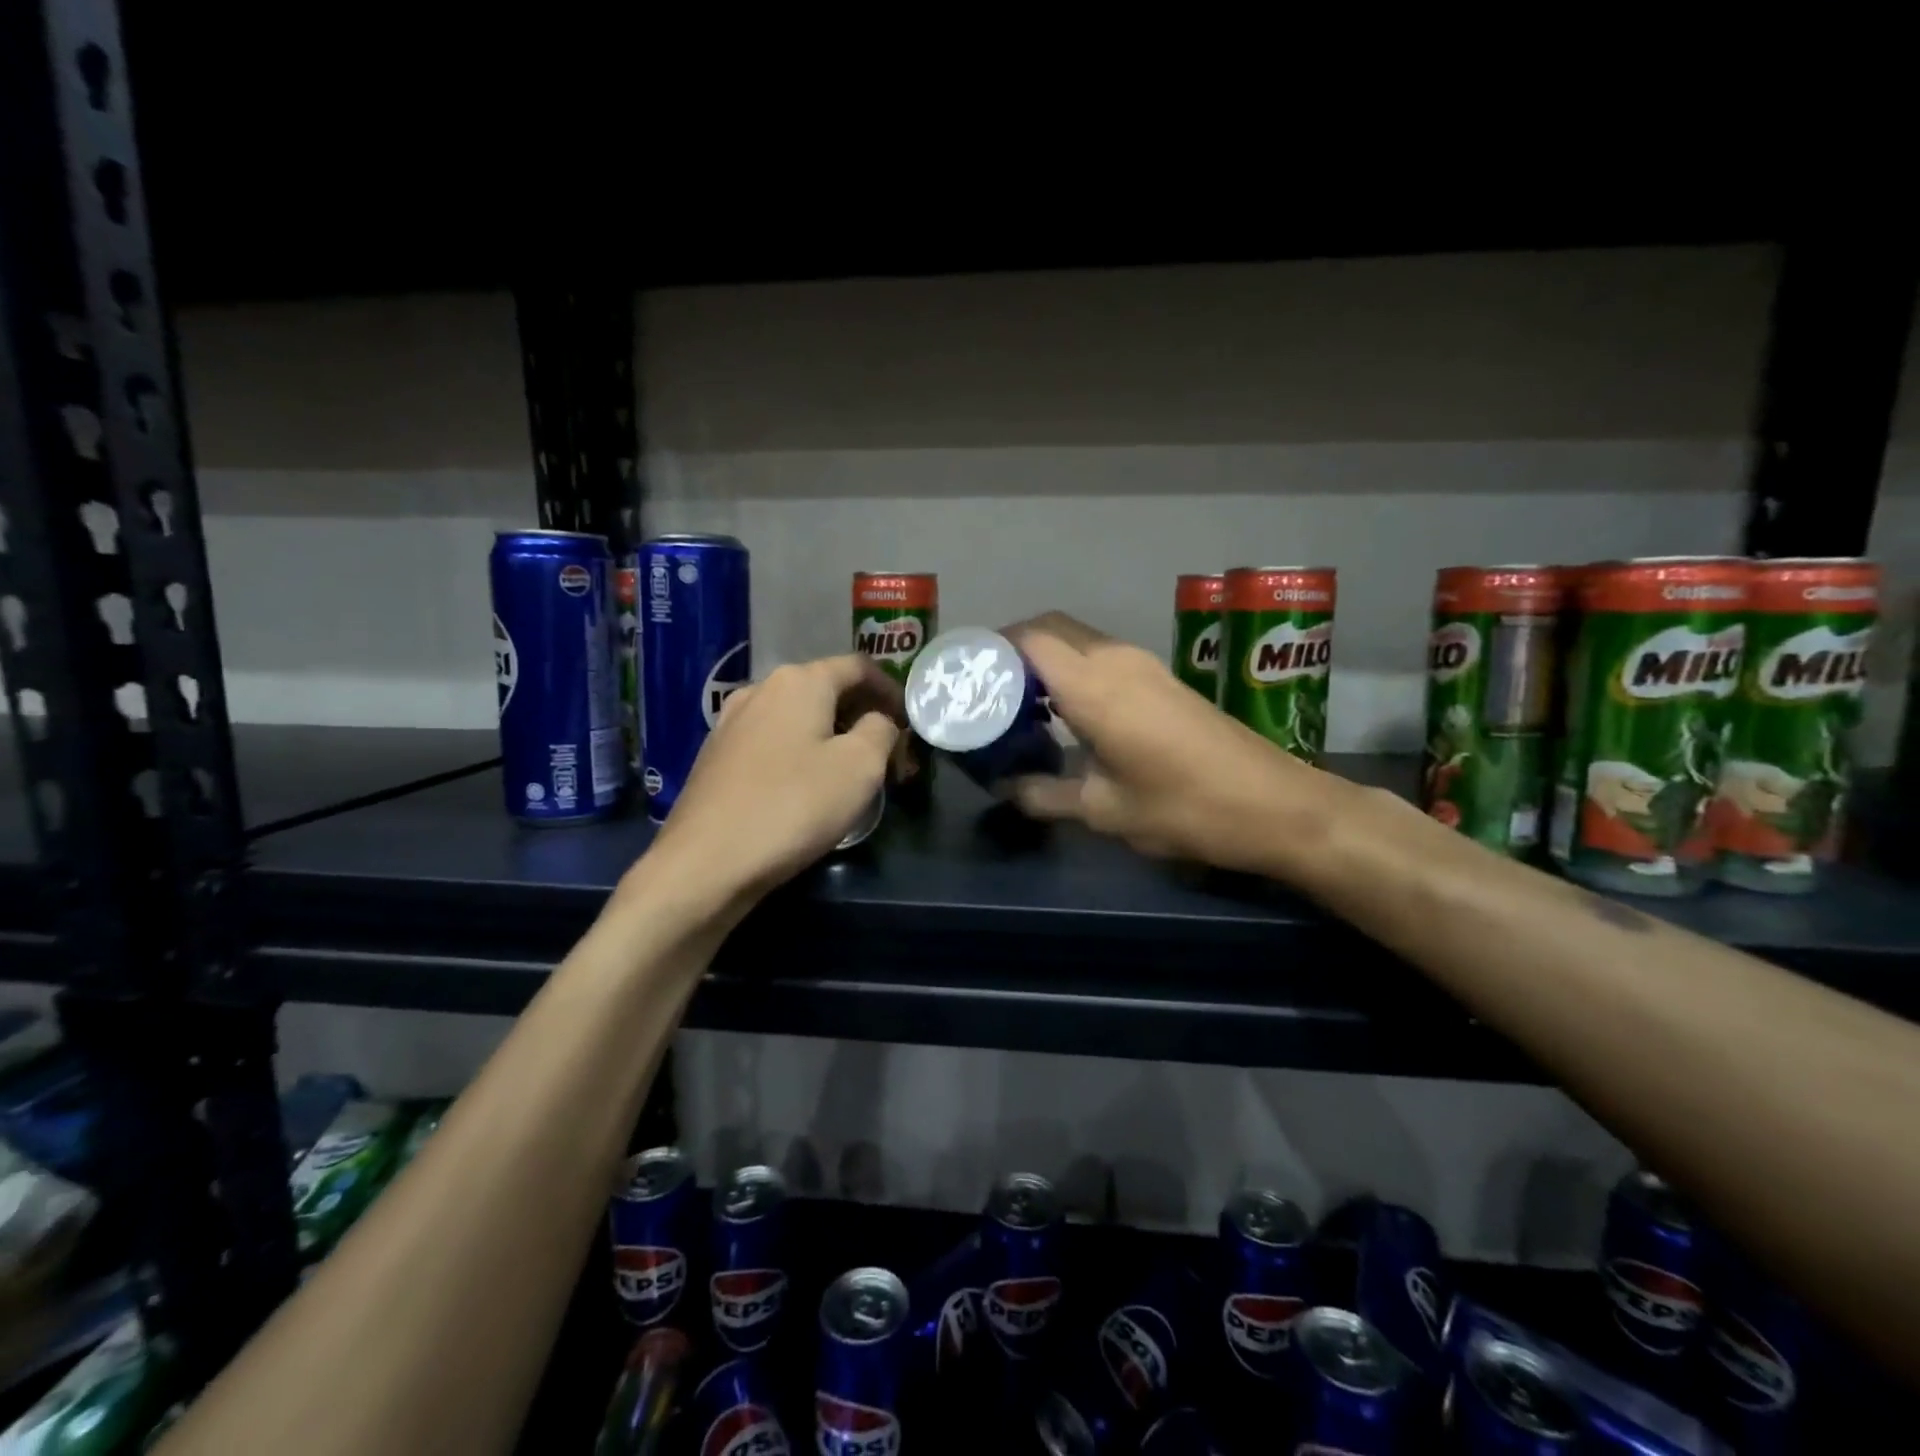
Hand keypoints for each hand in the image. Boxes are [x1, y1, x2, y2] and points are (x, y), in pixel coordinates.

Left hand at [641, 655, 900, 908]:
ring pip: (797, 716)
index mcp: (800, 681)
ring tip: (850, 770)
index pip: (858, 667)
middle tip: (888, 752)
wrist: (705, 862)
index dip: (891, 690)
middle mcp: (761, 689)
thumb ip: (881, 730)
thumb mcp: (861, 767)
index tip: (910, 722)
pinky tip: (806, 785)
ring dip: (831, 734)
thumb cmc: (793, 806)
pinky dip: (800, 751)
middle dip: (862, 715)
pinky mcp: (716, 756)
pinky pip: (772, 740)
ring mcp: (732, 722)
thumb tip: (878, 721)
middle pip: (826, 689)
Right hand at [1003, 612, 1353, 875]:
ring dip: (1046, 659)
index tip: (966, 675)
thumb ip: (1046, 795)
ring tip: (1018, 701)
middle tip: (987, 689)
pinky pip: (1103, 657)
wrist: (1275, 804)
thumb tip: (1006, 789)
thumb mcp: (1105, 810)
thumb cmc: (1184, 808)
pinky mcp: (1163, 679)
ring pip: (1079, 640)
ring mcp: (1145, 666)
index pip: (1029, 639)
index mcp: (1094, 686)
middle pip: (1052, 628)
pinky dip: (1073, 670)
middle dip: (1013, 648)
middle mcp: (1117, 661)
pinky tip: (1066, 713)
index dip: (993, 648)